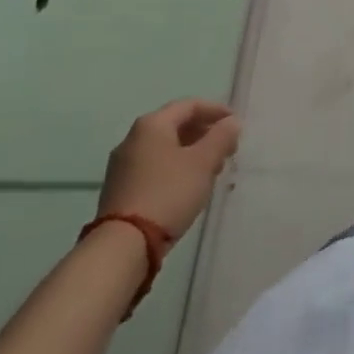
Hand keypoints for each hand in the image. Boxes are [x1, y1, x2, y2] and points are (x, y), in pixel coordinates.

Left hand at [99, 99, 241, 238]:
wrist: (122, 248)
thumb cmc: (168, 194)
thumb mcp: (204, 162)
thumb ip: (222, 137)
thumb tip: (231, 122)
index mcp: (152, 124)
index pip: (190, 105)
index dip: (216, 111)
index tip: (235, 124)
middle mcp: (133, 138)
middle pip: (176, 126)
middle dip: (204, 134)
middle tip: (226, 149)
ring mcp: (122, 166)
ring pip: (165, 149)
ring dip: (191, 153)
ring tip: (211, 170)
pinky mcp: (119, 191)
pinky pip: (153, 168)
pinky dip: (174, 169)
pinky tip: (188, 187)